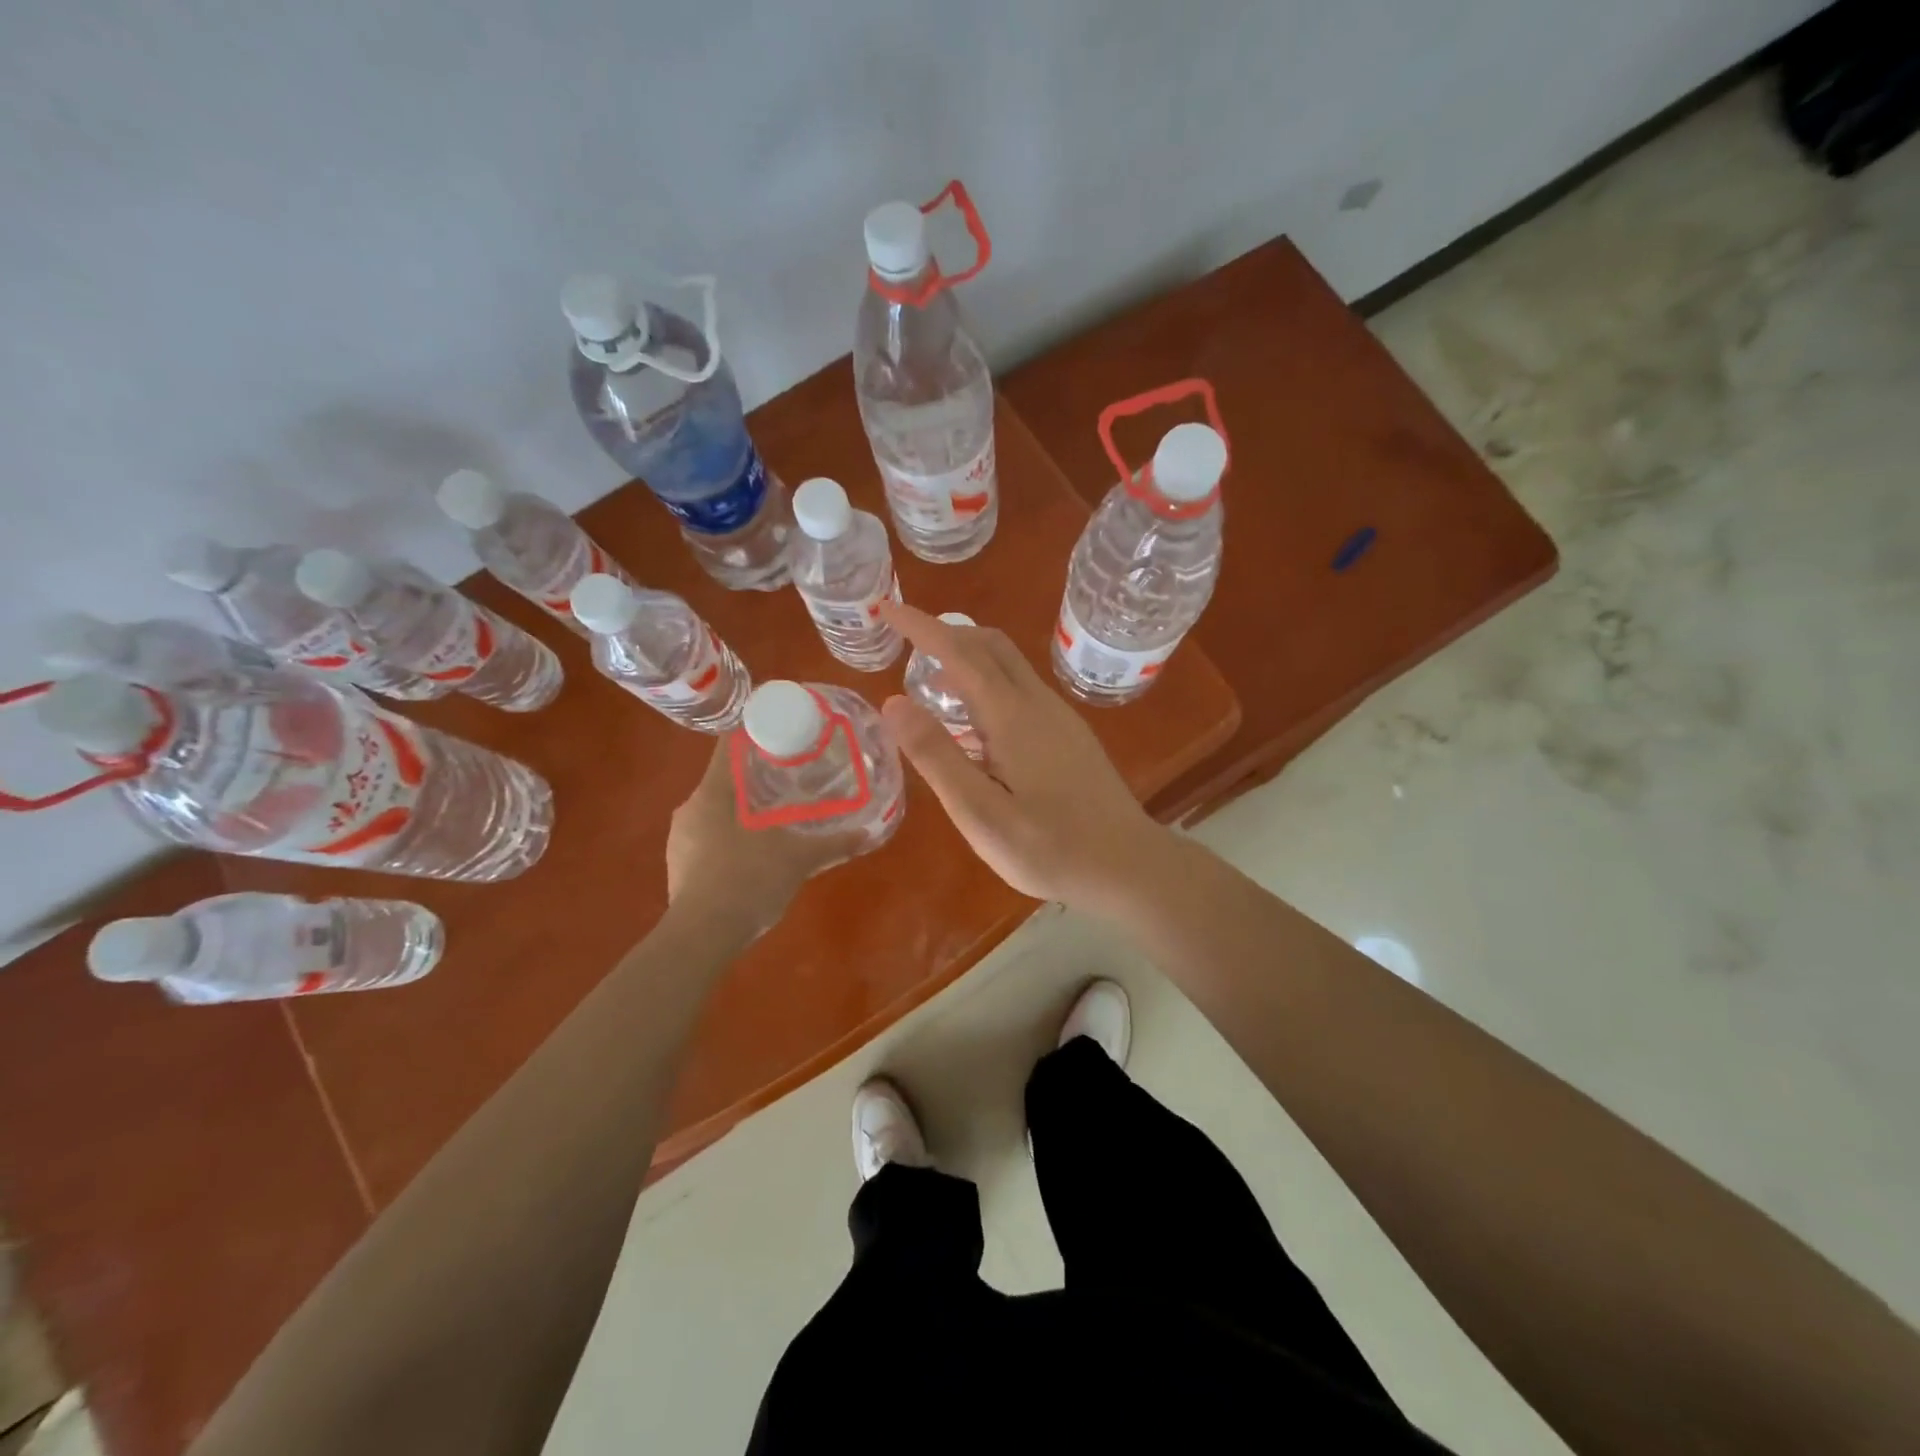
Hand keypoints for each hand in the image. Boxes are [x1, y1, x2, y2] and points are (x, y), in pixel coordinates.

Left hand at [666, 737, 864, 936]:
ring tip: (776, 818)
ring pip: (716, 812)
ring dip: (743, 811)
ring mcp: (679, 840)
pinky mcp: (678, 867)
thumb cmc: (747, 881)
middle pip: (724, 779)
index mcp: (712, 793)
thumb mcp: (798, 860)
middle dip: (756, 778)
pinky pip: (708, 840)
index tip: (781, 733)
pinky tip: (755, 855)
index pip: (729, 746)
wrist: (701, 938)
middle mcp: (690, 808)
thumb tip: (868, 834)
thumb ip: (833, 844)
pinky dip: (732, 839)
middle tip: (790, 779)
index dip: (755, 734)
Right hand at [877, 601, 1172, 913]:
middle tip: (906, 643)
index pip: (958, 652)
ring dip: (968, 656)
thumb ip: (937, 756)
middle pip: (989, 645)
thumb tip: (893, 702)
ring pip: (1009, 664)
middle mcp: (1037, 703)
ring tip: (932, 680)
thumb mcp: (980, 813)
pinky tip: (976, 721)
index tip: (886, 608)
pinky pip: (1021, 687)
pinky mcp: (1069, 735)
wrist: (1128, 865)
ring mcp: (1059, 717)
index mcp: (1011, 716)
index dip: (920, 626)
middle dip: (945, 632)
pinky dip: (988, 681)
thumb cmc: (1049, 848)